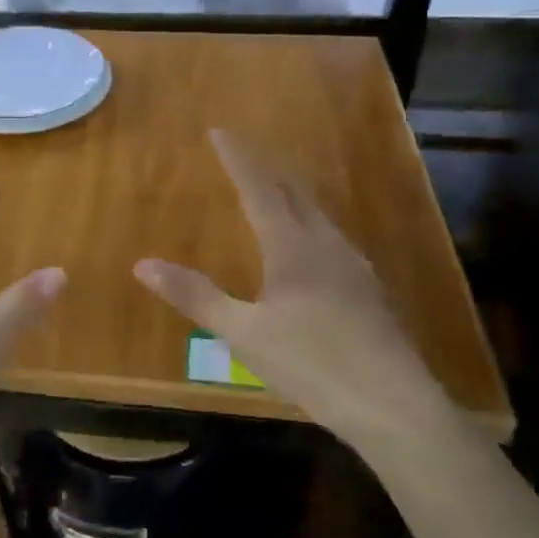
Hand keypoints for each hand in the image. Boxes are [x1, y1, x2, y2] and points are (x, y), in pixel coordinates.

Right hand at [134, 131, 454, 457]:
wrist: (395, 406)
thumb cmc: (312, 364)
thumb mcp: (243, 333)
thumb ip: (196, 296)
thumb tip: (143, 264)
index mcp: (293, 247)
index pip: (259, 189)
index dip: (238, 160)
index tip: (220, 132)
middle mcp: (326, 245)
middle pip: (295, 194)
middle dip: (268, 170)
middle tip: (245, 155)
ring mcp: (355, 267)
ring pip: (319, 216)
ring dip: (293, 196)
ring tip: (276, 192)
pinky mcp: (370, 291)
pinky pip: (334, 240)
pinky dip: (312, 225)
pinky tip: (314, 248)